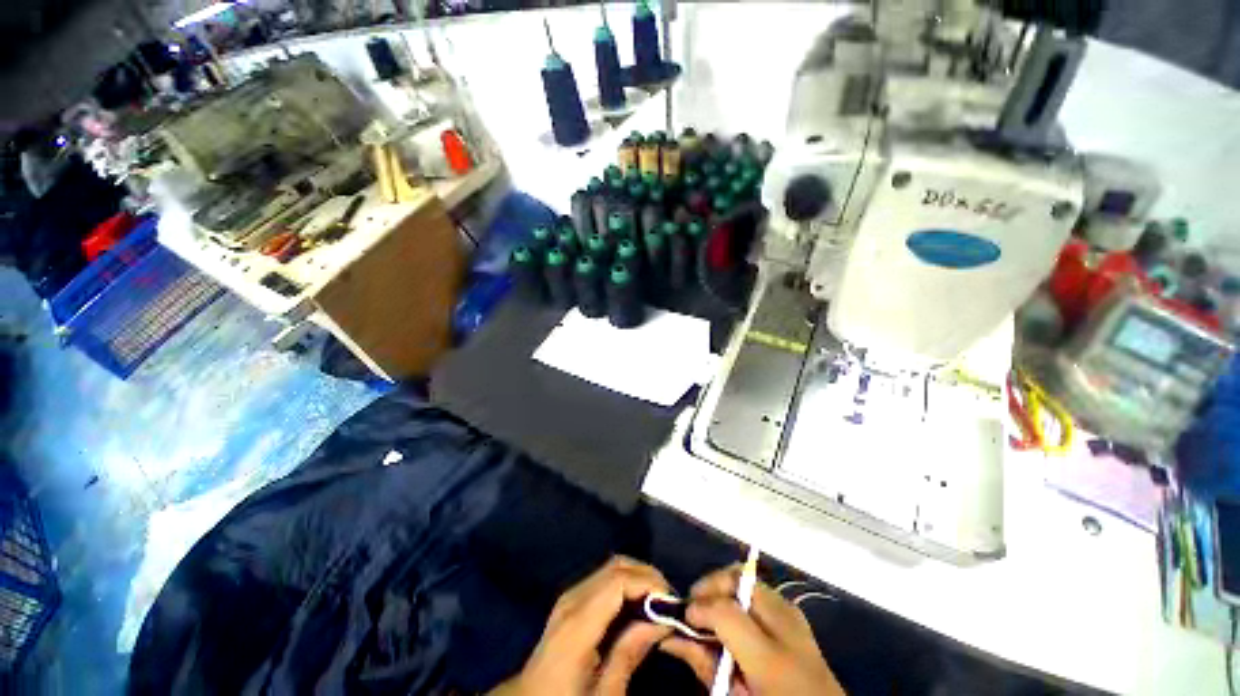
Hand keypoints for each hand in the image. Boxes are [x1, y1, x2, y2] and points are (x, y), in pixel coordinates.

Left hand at [490, 556, 673, 695]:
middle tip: (670, 602)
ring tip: (659, 602)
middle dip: (648, 576)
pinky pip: (604, 578)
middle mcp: (573, 598)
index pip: (619, 579)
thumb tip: (663, 621)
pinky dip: (626, 583)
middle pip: (617, 565)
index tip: (672, 602)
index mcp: (579, 621)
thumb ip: (631, 652)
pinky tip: (638, 604)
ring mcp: (570, 595)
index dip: (649, 582)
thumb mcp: (604, 693)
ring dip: (638, 577)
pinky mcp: (571, 599)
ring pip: (612, 567)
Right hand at [658, 565, 844, 695]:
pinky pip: (759, 589)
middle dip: (710, 585)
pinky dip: (738, 593)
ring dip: (723, 587)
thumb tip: (670, 637)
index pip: (725, 610)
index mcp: (771, 656)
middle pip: (738, 577)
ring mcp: (793, 613)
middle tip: (694, 607)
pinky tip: (731, 615)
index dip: (699, 608)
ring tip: (709, 609)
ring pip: (748, 577)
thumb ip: (704, 665)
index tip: (684, 617)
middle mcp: (785, 623)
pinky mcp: (795, 614)